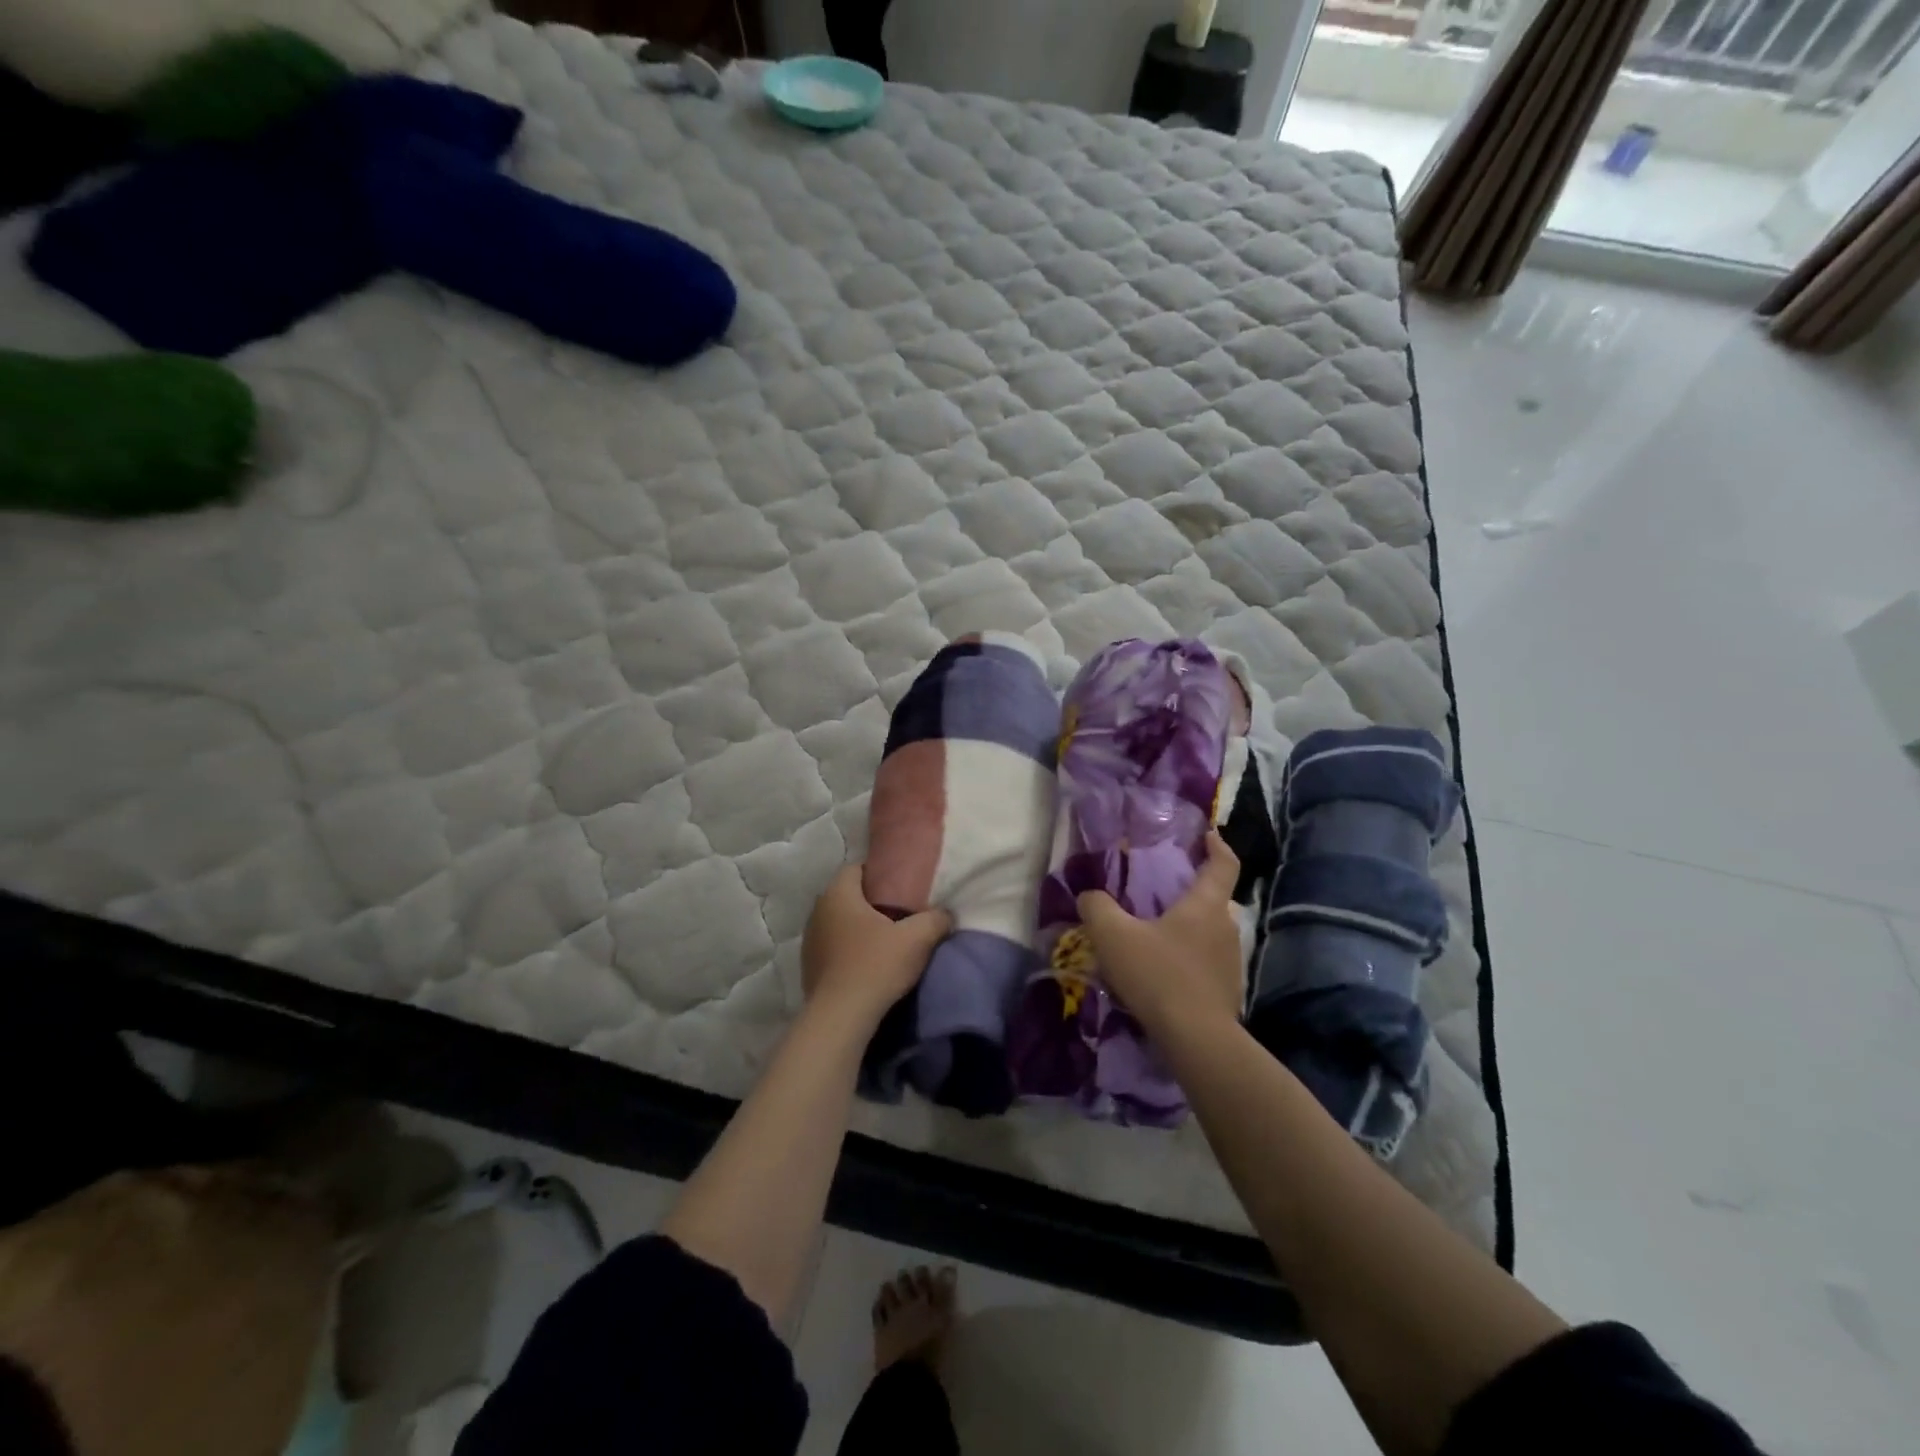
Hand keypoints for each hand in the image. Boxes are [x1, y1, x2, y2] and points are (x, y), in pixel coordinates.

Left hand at [802, 864, 951, 1020]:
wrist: (841, 1018)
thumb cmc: (876, 966)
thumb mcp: (917, 939)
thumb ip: (935, 919)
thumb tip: (946, 914)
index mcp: (838, 894)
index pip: (856, 868)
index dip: (878, 873)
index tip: (900, 887)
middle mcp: (818, 911)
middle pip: (847, 896)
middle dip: (870, 902)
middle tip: (897, 913)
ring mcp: (809, 940)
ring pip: (838, 922)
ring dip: (857, 927)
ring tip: (883, 940)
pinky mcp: (808, 967)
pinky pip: (831, 947)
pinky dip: (847, 949)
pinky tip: (866, 964)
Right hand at [1078, 831, 1242, 1036]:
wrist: (1196, 1040)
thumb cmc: (1158, 975)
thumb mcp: (1113, 936)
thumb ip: (1096, 908)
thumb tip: (1089, 895)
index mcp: (1205, 905)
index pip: (1224, 864)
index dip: (1217, 846)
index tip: (1208, 835)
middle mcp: (1226, 927)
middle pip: (1215, 900)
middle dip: (1194, 893)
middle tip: (1165, 893)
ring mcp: (1231, 962)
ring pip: (1210, 934)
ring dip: (1190, 930)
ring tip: (1159, 936)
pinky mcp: (1227, 992)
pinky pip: (1207, 963)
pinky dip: (1190, 960)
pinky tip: (1165, 974)